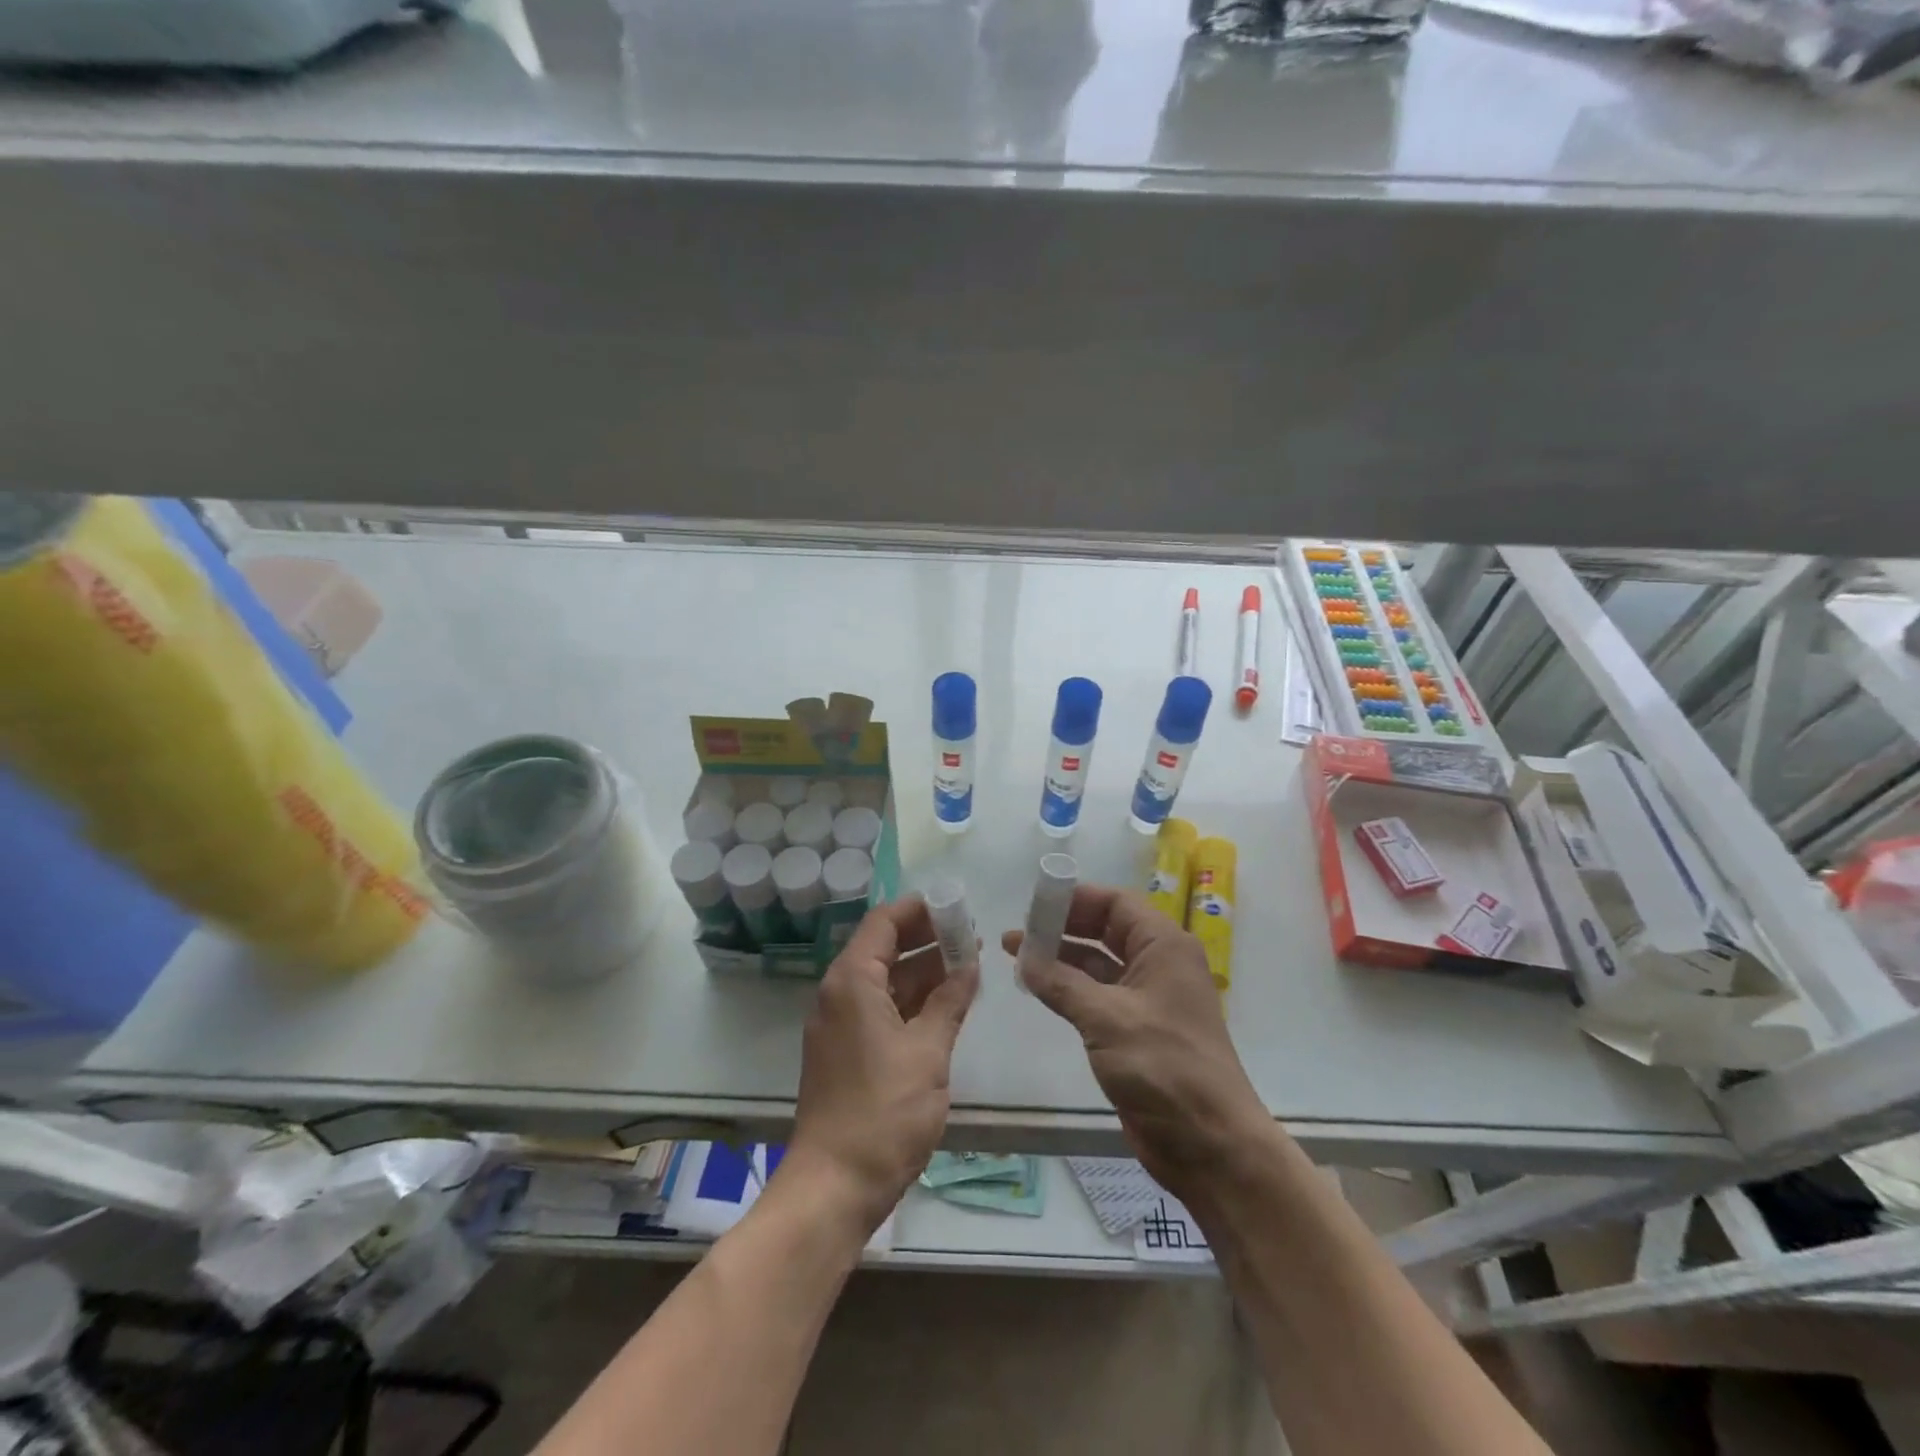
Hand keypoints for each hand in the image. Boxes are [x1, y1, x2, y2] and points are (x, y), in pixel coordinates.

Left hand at [786, 896, 979, 1233]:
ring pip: (885, 980)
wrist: (834, 1186)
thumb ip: (950, 1001)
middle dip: (927, 938)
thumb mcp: (928, 1052)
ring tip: (968, 966)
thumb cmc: (883, 1112)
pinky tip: (946, 1004)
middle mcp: (839, 994)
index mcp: (852, 982)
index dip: (920, 909)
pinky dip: (912, 1001)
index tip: (958, 907)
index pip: (884, 921)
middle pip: (884, 947)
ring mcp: (840, 1024)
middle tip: (971, 937)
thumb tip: (969, 965)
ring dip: (923, 970)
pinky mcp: (846, 1051)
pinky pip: (881, 1008)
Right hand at [1004, 886, 1264, 1193]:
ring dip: (1060, 958)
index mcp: (1164, 947)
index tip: (1033, 903)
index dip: (1074, 899)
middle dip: (1062, 927)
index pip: (1115, 904)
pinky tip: (1038, 987)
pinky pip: (1097, 995)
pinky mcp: (1135, 1030)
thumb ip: (1061, 983)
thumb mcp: (1107, 1018)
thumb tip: (1023, 957)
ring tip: (1016, 955)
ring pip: (1097, 964)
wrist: (1210, 1145)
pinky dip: (1068, 988)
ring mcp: (1147, 999)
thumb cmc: (1165, 1067)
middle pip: (1105, 930)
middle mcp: (1158, 964)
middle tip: (1018, 931)